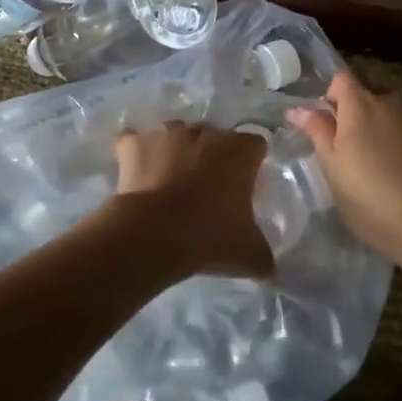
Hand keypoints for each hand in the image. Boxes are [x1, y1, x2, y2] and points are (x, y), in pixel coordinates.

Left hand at [112, 122, 273, 280]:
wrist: (153, 234)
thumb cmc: (209, 235)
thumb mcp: (248, 254)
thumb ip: (262, 255)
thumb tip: (268, 268)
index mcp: (239, 151)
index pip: (255, 145)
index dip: (250, 165)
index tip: (244, 188)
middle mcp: (205, 132)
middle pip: (213, 138)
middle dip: (211, 157)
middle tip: (206, 191)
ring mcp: (166, 133)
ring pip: (175, 135)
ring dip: (175, 152)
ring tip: (169, 182)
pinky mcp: (133, 143)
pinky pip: (134, 141)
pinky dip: (135, 152)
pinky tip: (135, 172)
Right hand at [287, 71, 401, 259]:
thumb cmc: (371, 199)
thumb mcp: (334, 169)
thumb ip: (317, 131)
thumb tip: (297, 109)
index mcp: (362, 105)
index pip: (342, 78)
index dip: (333, 96)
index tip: (330, 124)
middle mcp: (395, 101)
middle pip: (372, 94)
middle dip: (361, 114)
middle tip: (355, 151)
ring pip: (398, 113)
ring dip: (388, 128)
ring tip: (387, 165)